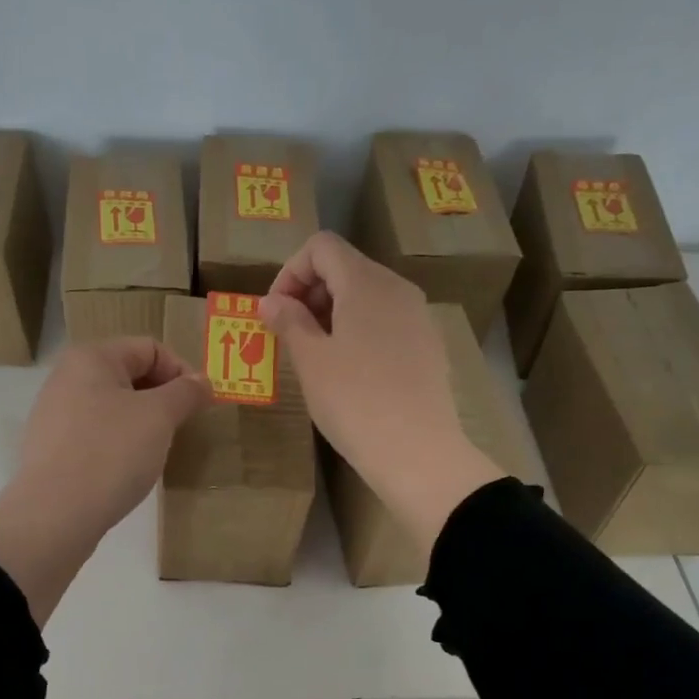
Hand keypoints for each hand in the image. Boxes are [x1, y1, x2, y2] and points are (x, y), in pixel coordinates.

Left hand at [0, 337, 209, 623]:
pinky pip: (96, 434)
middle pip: (130, 375)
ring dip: (142, 423)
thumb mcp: (159, 417)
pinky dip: (119, 444)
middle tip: (181, 429)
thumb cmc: (111, 453)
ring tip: (155, 452)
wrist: (54, 515)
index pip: (150, 348)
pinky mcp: (52, 448)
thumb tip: (202, 381)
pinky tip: (126, 470)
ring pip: (114, 407)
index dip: (181, 372)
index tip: (199, 406)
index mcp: (91, 357)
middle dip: (162, 398)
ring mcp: (55, 414)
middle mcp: (67, 377)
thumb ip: (185, 392)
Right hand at [262, 234, 502, 552]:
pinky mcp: (428, 345)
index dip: (290, 272)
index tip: (275, 312)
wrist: (418, 451)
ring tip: (315, 355)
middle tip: (288, 335)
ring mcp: (418, 316)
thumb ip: (289, 321)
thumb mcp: (311, 361)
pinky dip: (358, 330)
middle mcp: (397, 288)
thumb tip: (271, 300)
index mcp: (366, 282)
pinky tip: (349, 371)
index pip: (321, 247)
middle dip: (309, 292)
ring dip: (332, 313)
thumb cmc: (354, 401)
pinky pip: (385, 321)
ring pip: (367, 295)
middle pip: (346, 267)